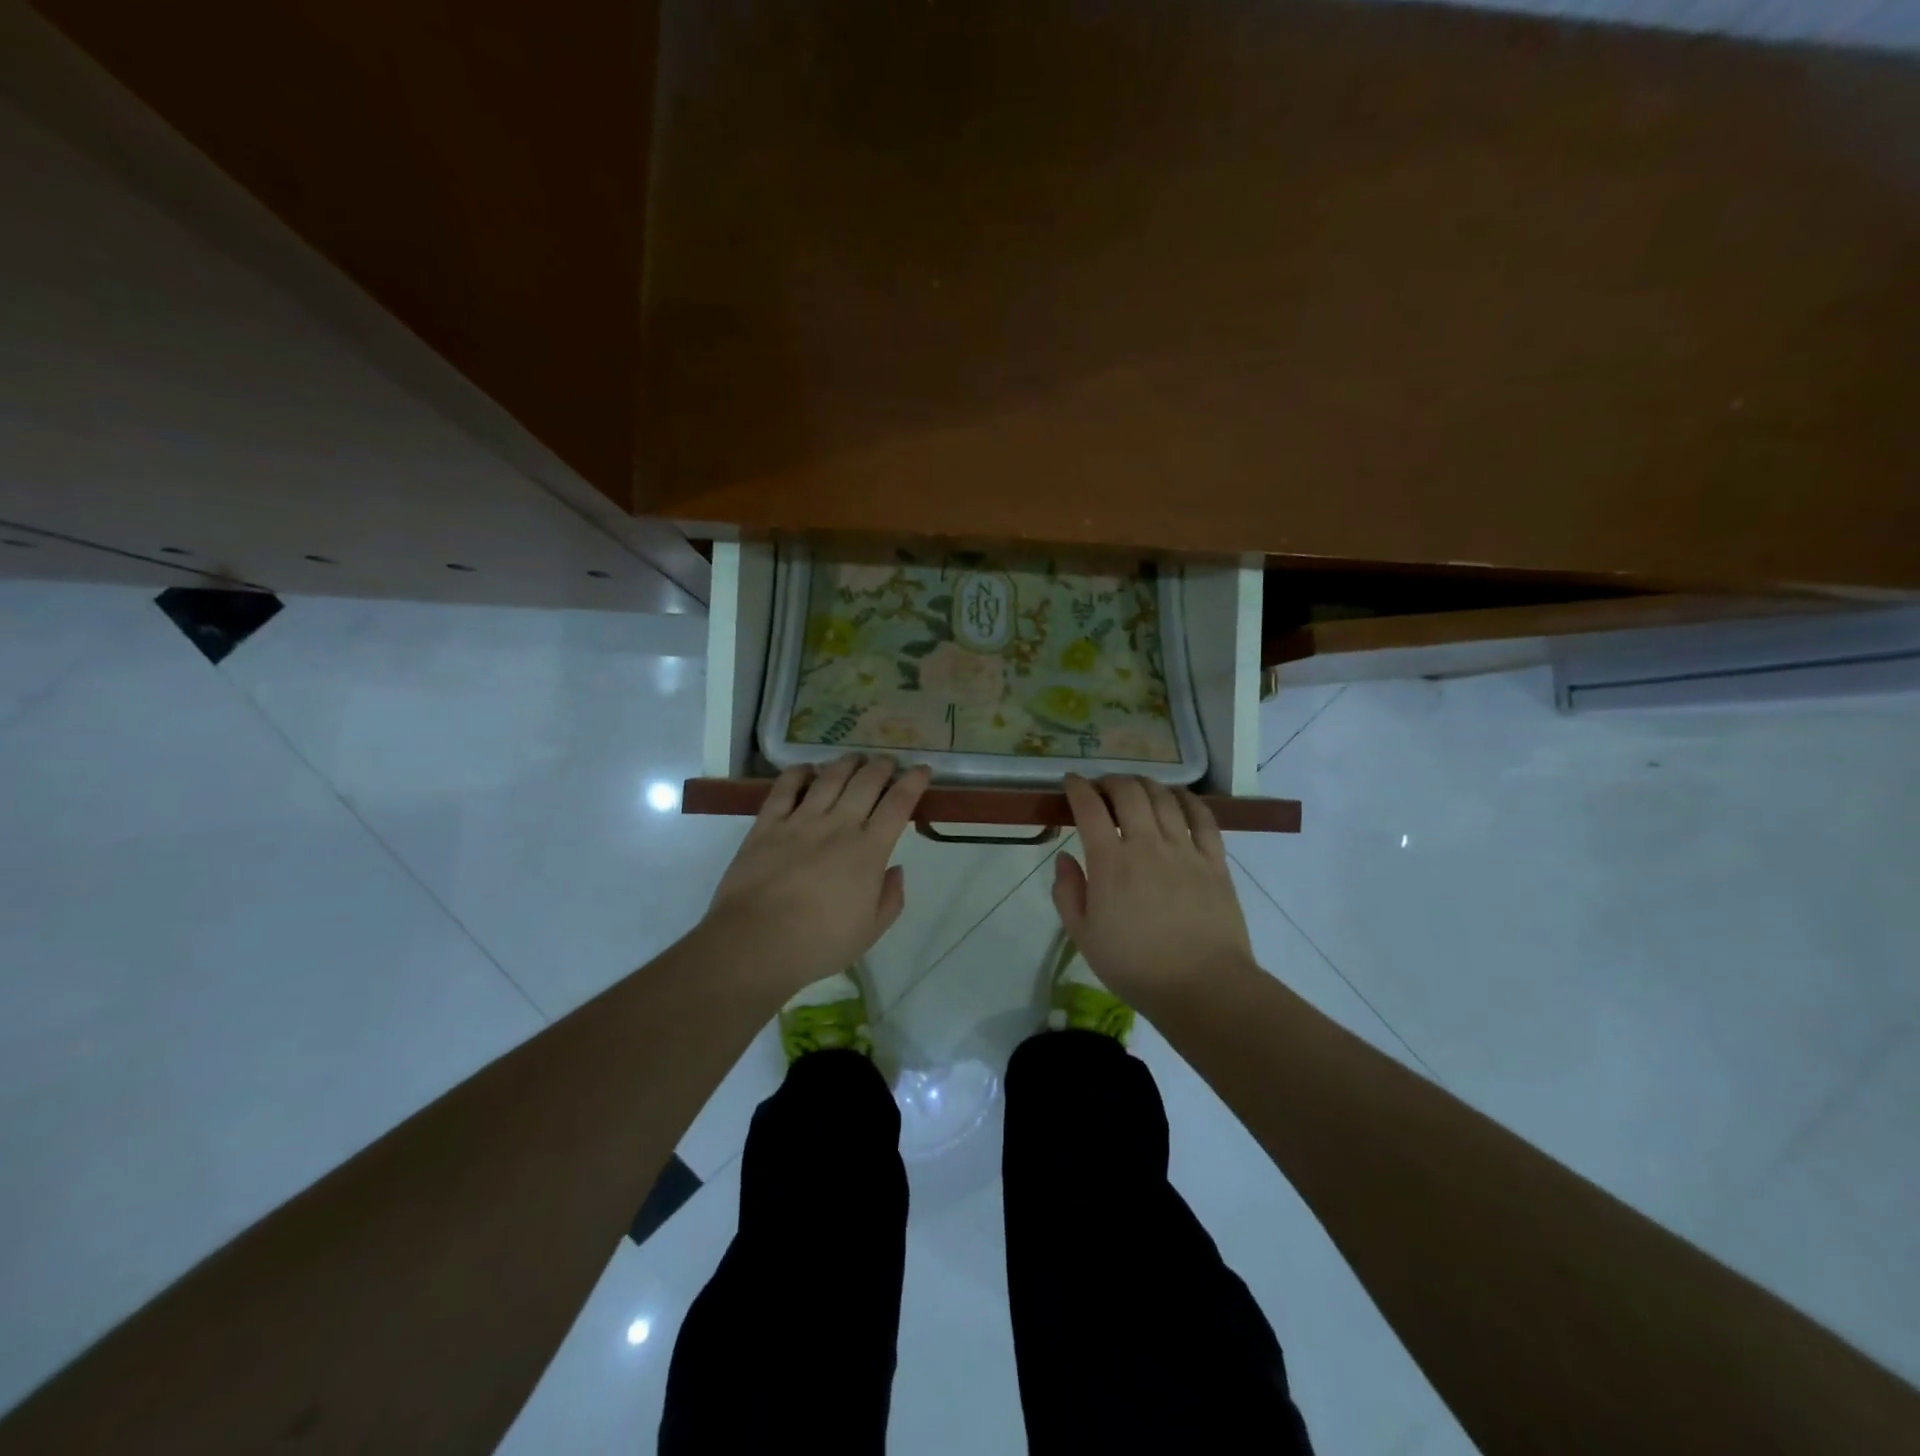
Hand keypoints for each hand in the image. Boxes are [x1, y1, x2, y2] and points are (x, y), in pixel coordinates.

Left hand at [702, 755, 930, 993]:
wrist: (756, 943)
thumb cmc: (819, 943)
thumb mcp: (870, 931)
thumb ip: (890, 898)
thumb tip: (896, 869)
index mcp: (868, 851)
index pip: (898, 804)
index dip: (913, 782)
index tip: (921, 769)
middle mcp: (838, 826)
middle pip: (866, 782)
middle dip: (882, 766)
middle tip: (888, 762)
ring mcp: (801, 821)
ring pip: (829, 777)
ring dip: (846, 763)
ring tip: (855, 758)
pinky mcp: (767, 824)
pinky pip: (785, 787)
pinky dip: (799, 773)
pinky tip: (807, 770)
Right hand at [1051, 774, 1256, 1009]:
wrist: (1203, 986)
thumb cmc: (1135, 966)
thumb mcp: (1084, 937)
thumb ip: (1067, 893)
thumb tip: (1064, 859)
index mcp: (1110, 862)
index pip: (1090, 808)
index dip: (1077, 788)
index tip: (1070, 781)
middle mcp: (1147, 844)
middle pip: (1129, 792)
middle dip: (1110, 781)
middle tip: (1102, 786)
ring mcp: (1185, 849)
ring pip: (1164, 798)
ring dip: (1145, 784)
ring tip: (1136, 788)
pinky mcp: (1215, 860)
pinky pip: (1203, 817)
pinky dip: (1187, 799)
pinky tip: (1178, 797)